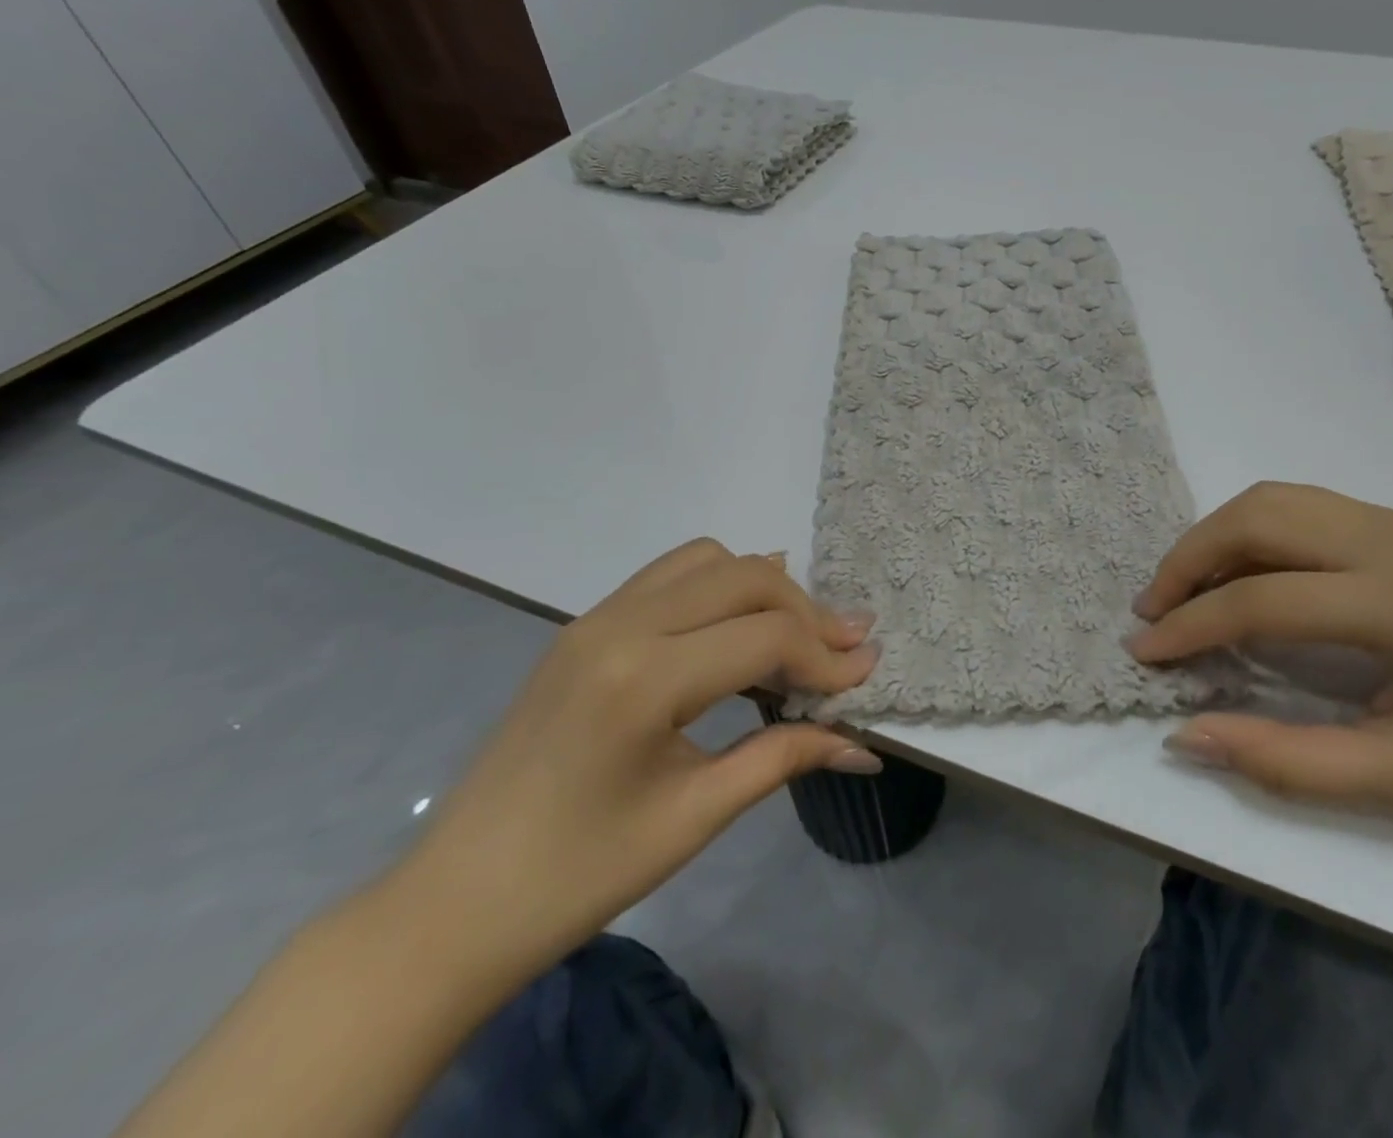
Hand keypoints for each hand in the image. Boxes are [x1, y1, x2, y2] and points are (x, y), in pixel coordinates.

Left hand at [369, 539, 880, 993]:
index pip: (766, 636)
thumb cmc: (578, 876)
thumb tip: (861, 743)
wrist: (454, 904)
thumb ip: (783, 758)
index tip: (866, 676)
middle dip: (805, 610)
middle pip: (744, 577)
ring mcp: (596, 617)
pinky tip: (737, 627)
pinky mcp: (586, 626)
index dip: (827, 656)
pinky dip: (719, 587)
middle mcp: (620, 624)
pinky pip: (670, 576)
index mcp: (643, 678)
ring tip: (794, 637)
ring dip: (762, 588)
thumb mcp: (694, 816)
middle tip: (845, 651)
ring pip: (707, 560)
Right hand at [1130, 483, 1392, 846]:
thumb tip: (1187, 734)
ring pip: (1277, 499)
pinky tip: (1242, 575)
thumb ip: (1285, 761)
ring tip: (1184, 590)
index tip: (1144, 654)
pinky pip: (1304, 507)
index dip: (1191, 626)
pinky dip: (1252, 532)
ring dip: (1216, 537)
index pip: (1264, 598)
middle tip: (1151, 611)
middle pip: (1259, 518)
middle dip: (1188, 560)